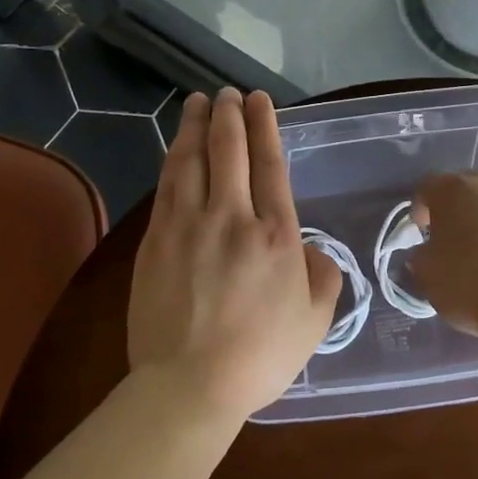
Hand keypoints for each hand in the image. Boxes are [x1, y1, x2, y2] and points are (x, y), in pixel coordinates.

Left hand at [128, 89, 342, 420]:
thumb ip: (321, 276)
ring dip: (196, 127)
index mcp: (275, 234)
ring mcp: (188, 226)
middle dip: (230, 115)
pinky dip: (173, 160)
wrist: (189, 385)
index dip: (265, 126)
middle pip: (229, 151)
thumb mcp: (314, 321)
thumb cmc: (260, 356)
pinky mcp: (156, 241)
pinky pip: (166, 187)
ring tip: (199, 103)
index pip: (270, 164)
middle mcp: (232, 217)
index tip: (260, 100)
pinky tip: (175, 148)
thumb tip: (308, 249)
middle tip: (228, 93)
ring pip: (192, 161)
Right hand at [410, 171, 477, 336]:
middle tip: (456, 240)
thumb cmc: (473, 285)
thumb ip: (422, 255)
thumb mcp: (428, 276)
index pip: (427, 187)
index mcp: (453, 190)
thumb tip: (428, 252)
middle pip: (467, 189)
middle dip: (459, 210)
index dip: (421, 208)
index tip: (423, 232)